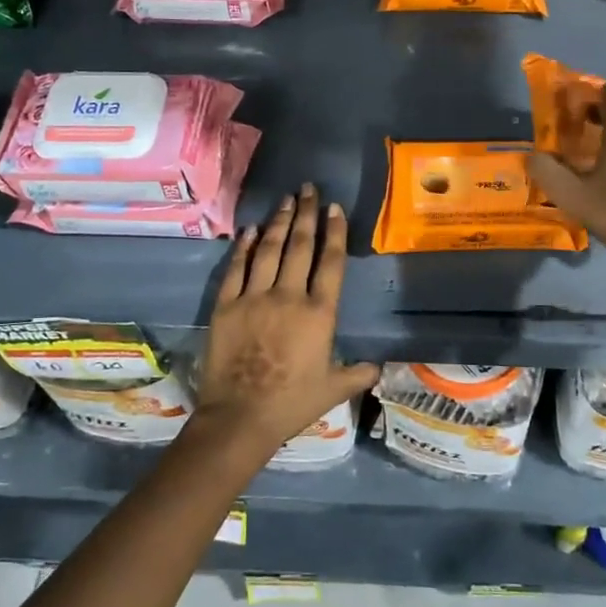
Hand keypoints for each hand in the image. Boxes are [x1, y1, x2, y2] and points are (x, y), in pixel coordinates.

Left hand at [197, 183, 377, 456]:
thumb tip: (379, 367)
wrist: (240, 417)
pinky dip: (243, 247)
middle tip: (308, 189)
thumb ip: (358, 373)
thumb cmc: (292, 403)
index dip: (334, 231)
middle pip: (300, 246)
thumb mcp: (334, 389)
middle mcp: (288, 296)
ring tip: (285, 200)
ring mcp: (254, 297)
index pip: (330, 262)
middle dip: (305, 214)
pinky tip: (249, 230)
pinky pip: (236, 269)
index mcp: (319, 313)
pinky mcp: (226, 305)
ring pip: (268, 250)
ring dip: (278, 222)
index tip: (334, 207)